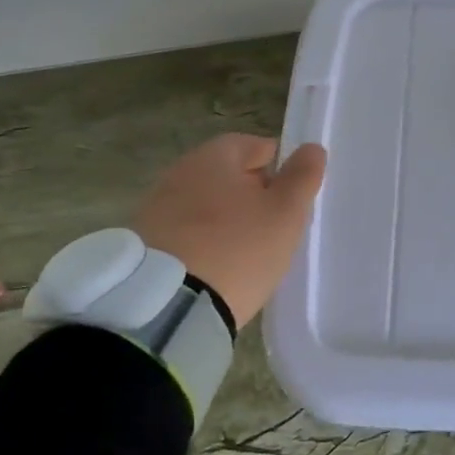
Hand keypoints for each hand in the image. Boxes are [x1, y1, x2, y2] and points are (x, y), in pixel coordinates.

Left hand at [133, 134, 327, 326]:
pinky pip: (185, 233)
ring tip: (244, 254)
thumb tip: (311, 148)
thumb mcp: (284, 213)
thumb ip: (302, 177)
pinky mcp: (143, 243)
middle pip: (228, 175)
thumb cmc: (236, 248)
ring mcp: (156, 207)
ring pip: (206, 205)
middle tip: (272, 228)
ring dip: (225, 221)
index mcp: (215, 155)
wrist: (166, 308)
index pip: (256, 146)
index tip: (291, 200)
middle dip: (251, 195)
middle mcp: (180, 171)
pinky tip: (214, 269)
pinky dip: (202, 243)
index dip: (280, 169)